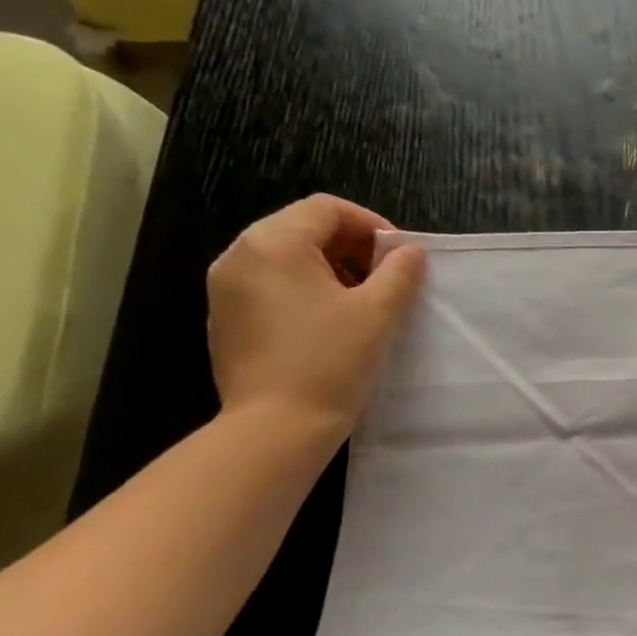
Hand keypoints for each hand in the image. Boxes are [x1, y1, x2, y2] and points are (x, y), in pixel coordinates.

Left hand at [207, 195, 426, 439]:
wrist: (276, 427)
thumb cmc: (331, 361)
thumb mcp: (378, 313)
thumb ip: (399, 273)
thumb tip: (410, 252)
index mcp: (274, 244)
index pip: (327, 209)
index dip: (371, 225)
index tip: (401, 257)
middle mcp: (240, 255)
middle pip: (303, 228)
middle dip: (352, 247)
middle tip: (388, 279)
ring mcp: (226, 288)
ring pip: (286, 258)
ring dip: (330, 269)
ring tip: (363, 303)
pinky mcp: (227, 318)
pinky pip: (271, 286)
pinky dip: (305, 291)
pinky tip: (331, 325)